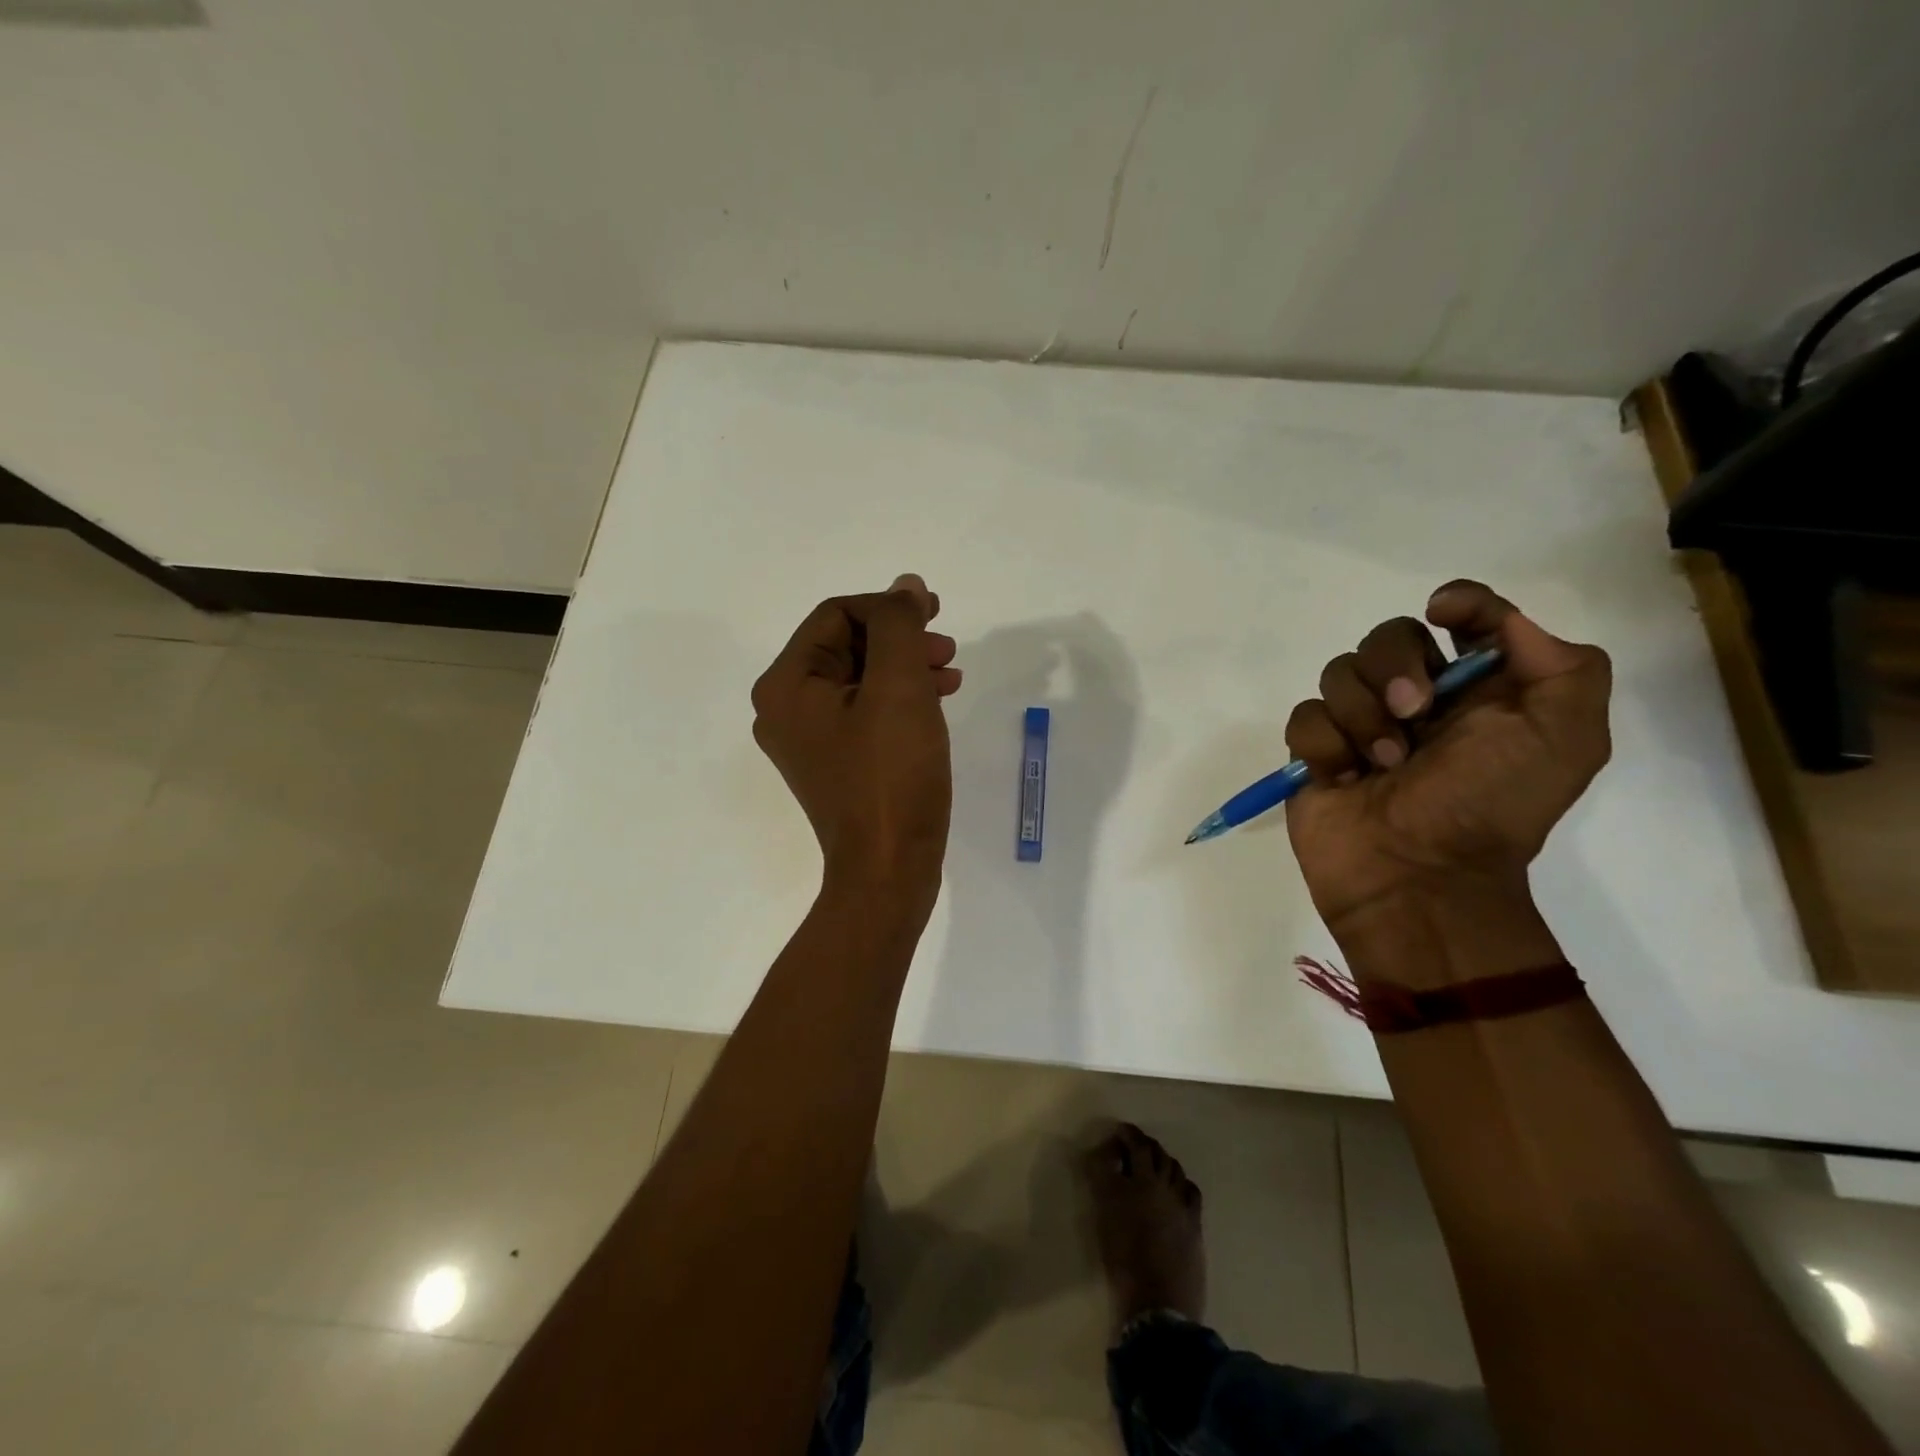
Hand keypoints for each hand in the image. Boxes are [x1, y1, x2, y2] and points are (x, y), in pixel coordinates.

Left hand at [751, 574, 962, 910]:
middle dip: (899, 638)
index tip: (935, 614)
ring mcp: (808, 740)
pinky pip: (865, 712)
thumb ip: (899, 626)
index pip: (836, 616)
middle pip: (846, 646)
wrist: (888, 870)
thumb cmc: (891, 776)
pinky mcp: (835, 763)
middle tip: (947, 646)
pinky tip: (937, 701)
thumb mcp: (899, 688)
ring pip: (860, 679)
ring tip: (950, 673)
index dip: (887, 607)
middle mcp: (785, 708)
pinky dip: (900, 699)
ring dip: (905, 666)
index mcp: (786, 685)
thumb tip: (904, 586)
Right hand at [1284, 580, 1611, 941]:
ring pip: (1339, 672)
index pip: (1464, 617)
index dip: (1459, 601)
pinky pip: (1305, 716)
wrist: (1419, 879)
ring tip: (1383, 764)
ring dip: (1362, 716)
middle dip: (1396, 666)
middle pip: (1388, 635)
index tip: (1445, 613)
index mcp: (1480, 690)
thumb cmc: (1491, 808)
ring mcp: (1360, 724)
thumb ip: (1564, 667)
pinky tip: (1344, 777)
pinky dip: (1326, 744)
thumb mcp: (1566, 739)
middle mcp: (1419, 699)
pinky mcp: (1316, 751)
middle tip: (1414, 714)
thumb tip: (1500, 624)